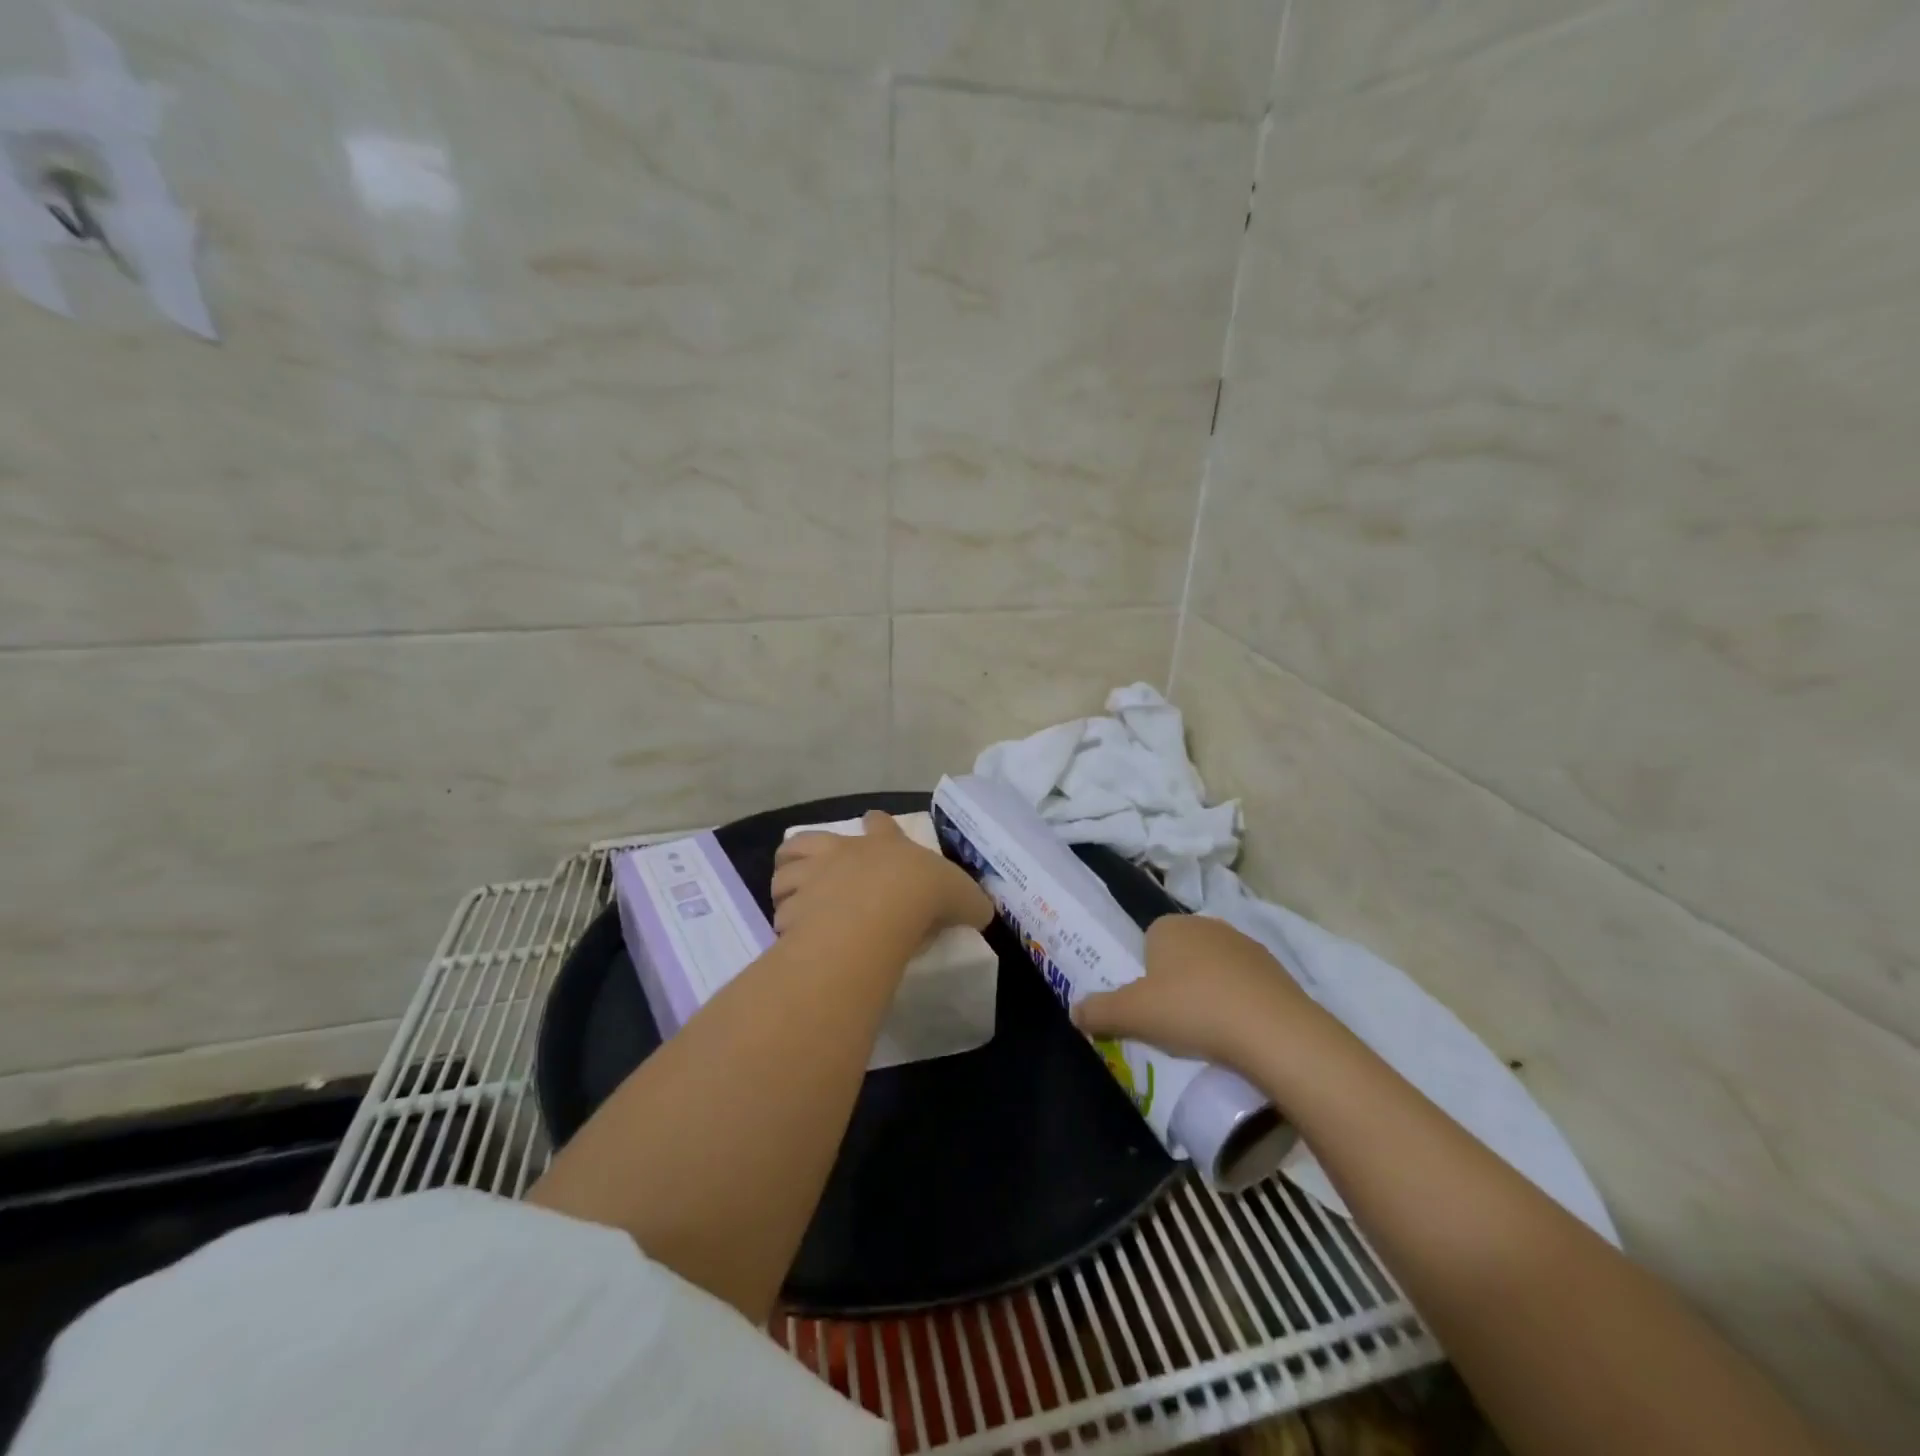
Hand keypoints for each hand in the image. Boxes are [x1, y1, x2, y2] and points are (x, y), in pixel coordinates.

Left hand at [771, 811, 992, 942]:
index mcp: (883, 845)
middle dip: (807, 852)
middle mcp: (842, 854)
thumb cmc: (924, 894)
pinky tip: (794, 931)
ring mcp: (812, 878)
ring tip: (793, 899)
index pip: (878, 825)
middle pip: (810, 841)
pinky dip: (786, 919)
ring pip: (785, 873)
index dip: (877, 825)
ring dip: (787, 884)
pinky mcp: (794, 908)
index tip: (874, 824)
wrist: (883, 910)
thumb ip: (970, 902)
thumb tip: (981, 912)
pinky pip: (782, 911)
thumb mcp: (962, 896)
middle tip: (813, 869)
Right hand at [1071, 914, 1314, 1065]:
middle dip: (1175, 983)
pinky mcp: (1277, 970)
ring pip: (1214, 969)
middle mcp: (1207, 925)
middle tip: (1172, 1023)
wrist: (1274, 1031)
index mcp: (1170, 926)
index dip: (1144, 973)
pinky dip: (1239, 1004)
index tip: (1148, 1007)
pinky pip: (1245, 985)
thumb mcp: (1133, 1015)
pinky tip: (1238, 1034)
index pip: (1148, 941)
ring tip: (1207, 1034)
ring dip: (1208, 993)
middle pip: (1181, 955)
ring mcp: (1246, 945)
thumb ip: (1099, 1011)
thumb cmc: (1193, 1010)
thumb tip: (1074, 1012)